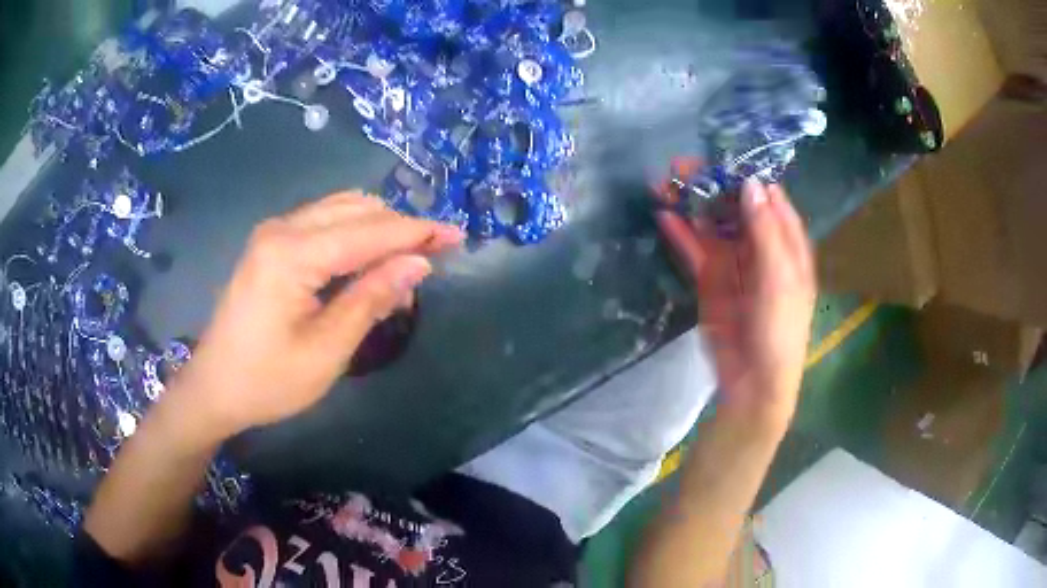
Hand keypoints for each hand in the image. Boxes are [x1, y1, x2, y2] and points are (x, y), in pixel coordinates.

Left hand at [162, 191, 463, 443]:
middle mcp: (282, 229)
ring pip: (341, 209)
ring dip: (378, 229)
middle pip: (356, 210)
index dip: (416, 232)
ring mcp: (274, 233)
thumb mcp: (326, 351)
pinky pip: (323, 222)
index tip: (456, 236)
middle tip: (433, 258)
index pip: (368, 232)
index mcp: (292, 254)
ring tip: (403, 263)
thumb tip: (418, 264)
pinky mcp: (271, 244)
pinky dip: (354, 234)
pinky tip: (367, 260)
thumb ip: (371, 299)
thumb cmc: (268, 380)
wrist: (215, 387)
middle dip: (399, 228)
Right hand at [655, 159, 815, 426]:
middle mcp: (760, 247)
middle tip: (682, 165)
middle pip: (735, 207)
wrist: (753, 382)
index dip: (747, 177)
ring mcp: (733, 263)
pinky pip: (695, 250)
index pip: (769, 200)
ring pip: (711, 224)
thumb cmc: (779, 330)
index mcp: (787, 244)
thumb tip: (751, 183)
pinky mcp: (710, 280)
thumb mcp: (780, 279)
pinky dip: (680, 233)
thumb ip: (765, 231)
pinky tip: (664, 214)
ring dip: (691, 204)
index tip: (721, 156)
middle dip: (711, 186)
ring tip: (664, 181)